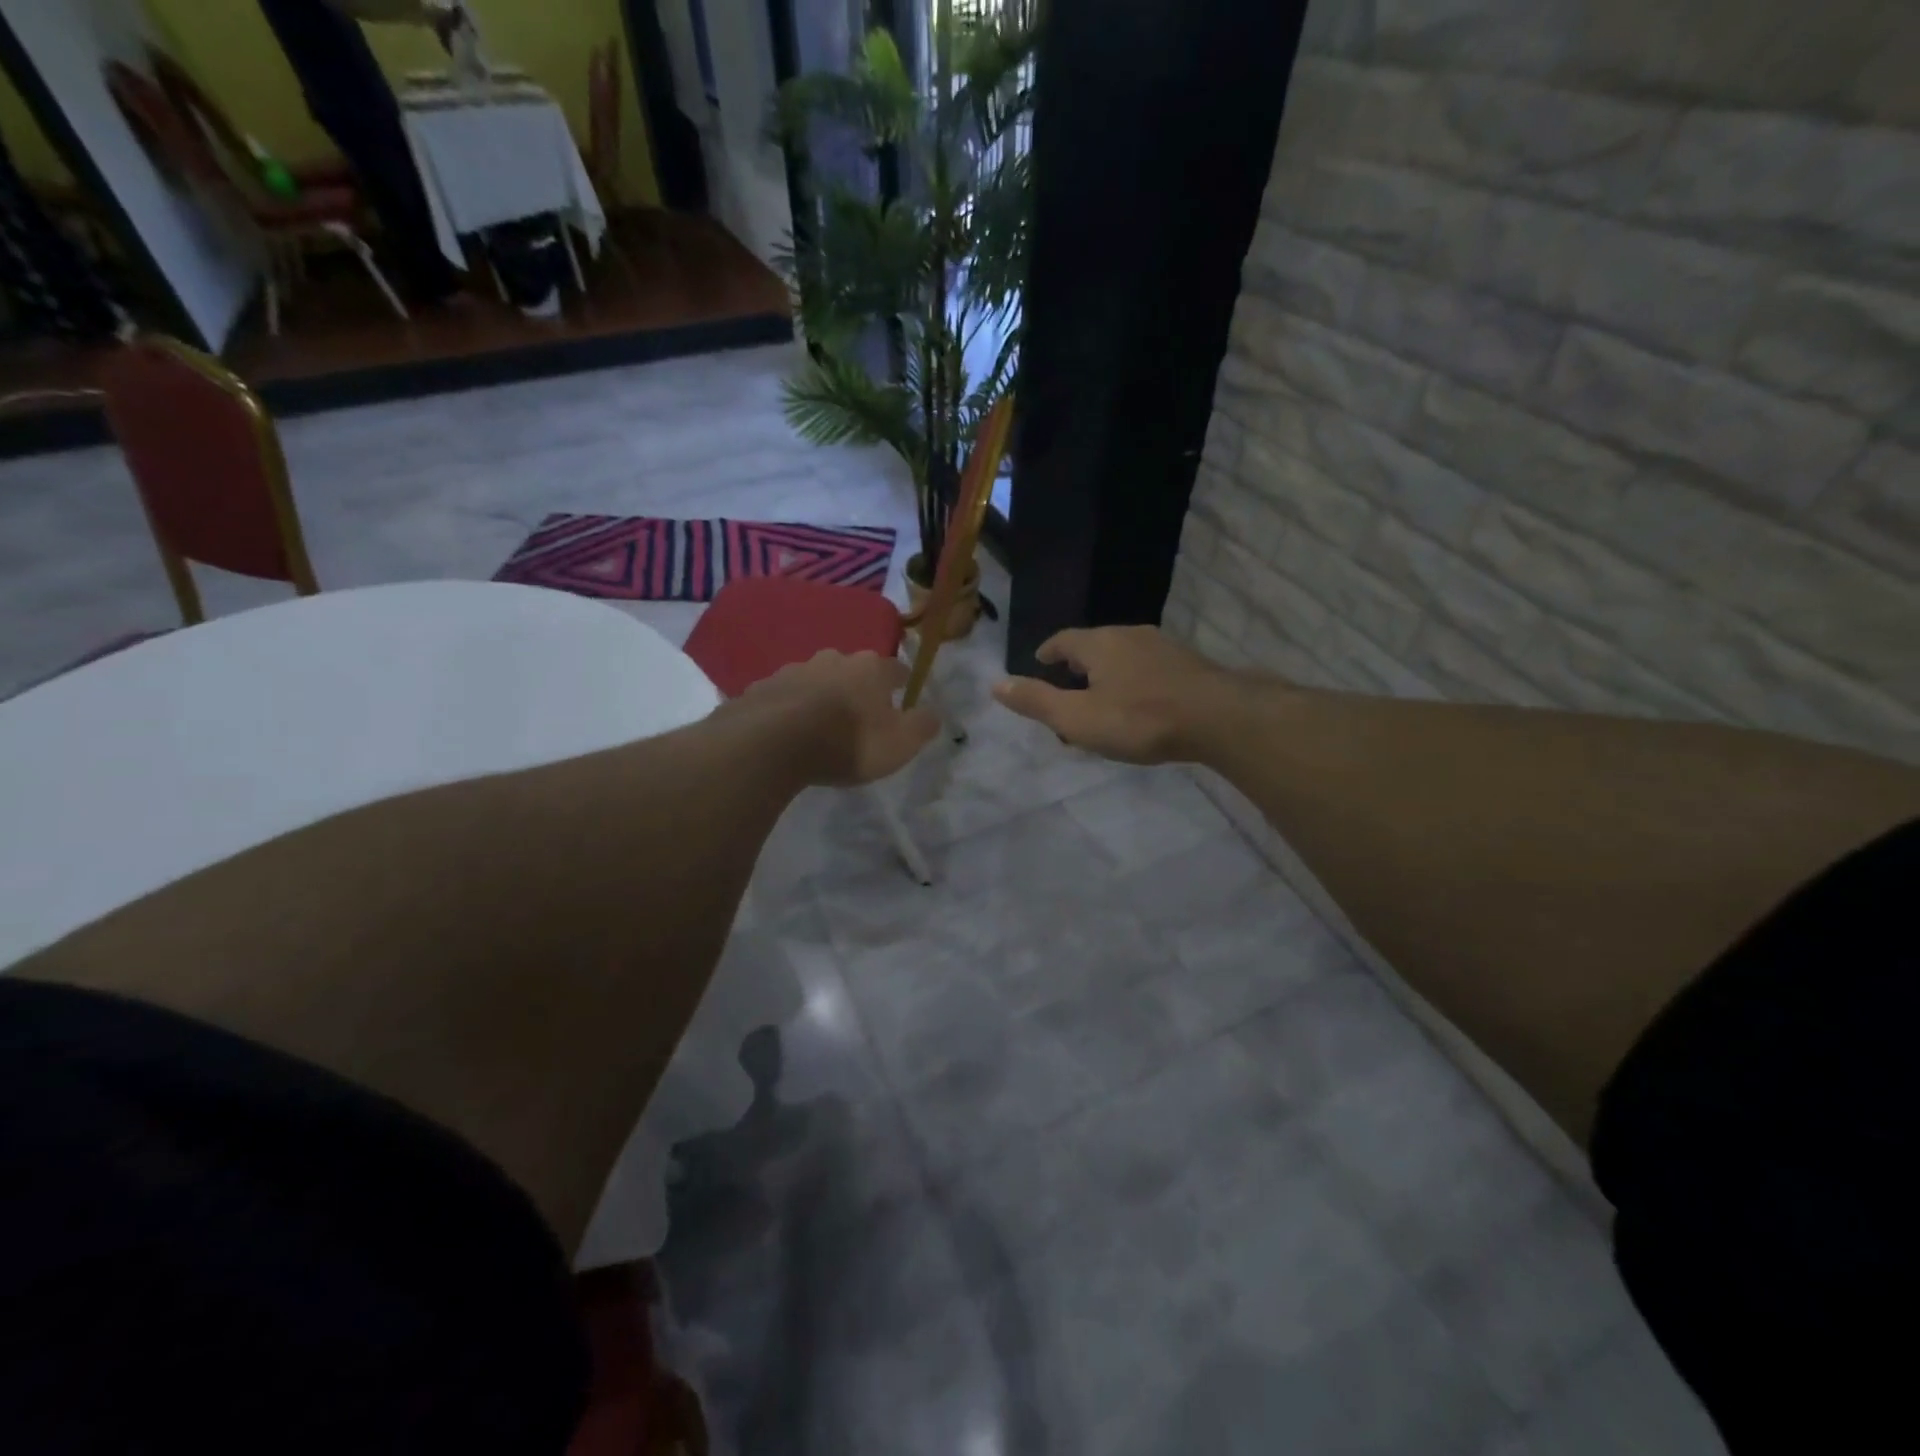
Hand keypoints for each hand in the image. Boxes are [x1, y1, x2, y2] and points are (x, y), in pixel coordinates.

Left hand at [737, 650, 939, 785]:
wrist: (772, 744)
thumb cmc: (847, 742)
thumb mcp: (900, 744)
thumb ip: (922, 726)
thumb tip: (934, 713)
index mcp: (870, 668)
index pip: (895, 669)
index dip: (901, 683)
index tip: (903, 695)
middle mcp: (833, 659)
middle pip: (853, 670)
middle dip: (858, 687)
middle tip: (860, 715)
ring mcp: (794, 669)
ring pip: (816, 679)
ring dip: (822, 696)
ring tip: (821, 725)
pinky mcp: (762, 687)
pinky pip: (784, 696)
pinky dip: (790, 708)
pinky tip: (788, 730)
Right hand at [992, 626, 1242, 764]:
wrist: (1217, 717)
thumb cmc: (1139, 719)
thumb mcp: (1078, 718)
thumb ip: (1037, 702)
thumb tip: (996, 684)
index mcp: (1098, 643)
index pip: (1063, 640)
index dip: (1048, 652)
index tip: (1039, 663)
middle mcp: (1128, 635)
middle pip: (1093, 646)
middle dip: (1077, 666)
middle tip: (1067, 691)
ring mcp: (1162, 646)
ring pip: (1123, 656)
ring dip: (1107, 674)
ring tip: (1101, 700)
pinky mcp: (1187, 664)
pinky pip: (1148, 667)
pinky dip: (1134, 681)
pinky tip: (1140, 704)